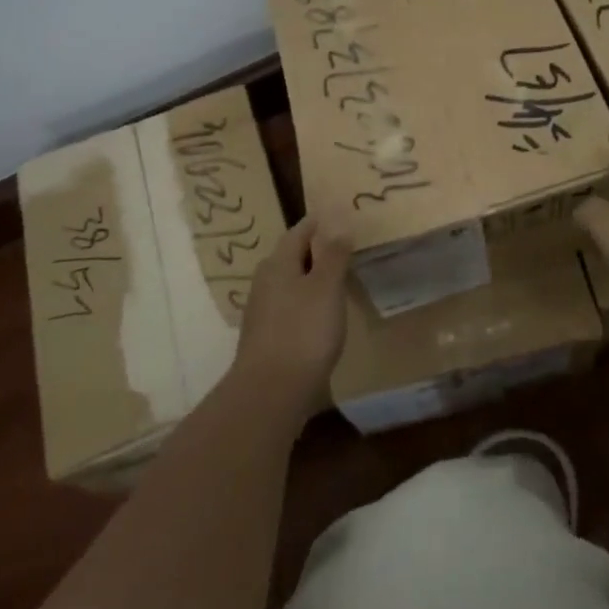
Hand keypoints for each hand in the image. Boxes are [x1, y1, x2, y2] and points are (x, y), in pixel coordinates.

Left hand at [232, 216, 350, 421]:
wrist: (270, 394)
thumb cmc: (303, 332)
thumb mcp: (326, 287)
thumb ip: (333, 254)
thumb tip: (338, 221)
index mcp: (278, 263)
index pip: (300, 230)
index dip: (321, 221)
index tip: (341, 215)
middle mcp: (265, 282)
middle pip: (292, 256)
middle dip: (316, 249)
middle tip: (346, 246)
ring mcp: (263, 312)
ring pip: (291, 283)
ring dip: (312, 277)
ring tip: (339, 279)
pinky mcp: (267, 338)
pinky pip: (291, 307)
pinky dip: (308, 302)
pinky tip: (323, 315)